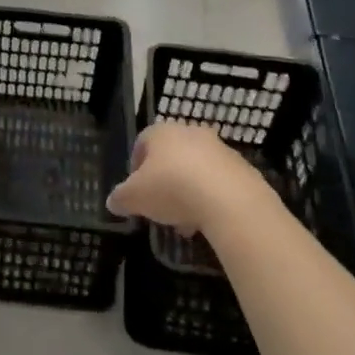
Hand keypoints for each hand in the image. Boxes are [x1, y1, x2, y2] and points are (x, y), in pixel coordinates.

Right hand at [107, 122, 266, 235]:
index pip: (142, 142)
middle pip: (171, 156)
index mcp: (161, 132)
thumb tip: (113, 202)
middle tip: (159, 206)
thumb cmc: (171, 188)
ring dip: (188, 192)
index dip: (135, 167)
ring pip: (195, 170)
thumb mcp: (133, 198)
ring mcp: (219, 149)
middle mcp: (190, 133)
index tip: (136, 190)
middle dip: (164, 181)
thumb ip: (120, 198)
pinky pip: (218, 182)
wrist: (230, 200)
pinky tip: (206, 221)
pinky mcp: (242, 168)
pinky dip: (210, 198)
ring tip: (184, 221)